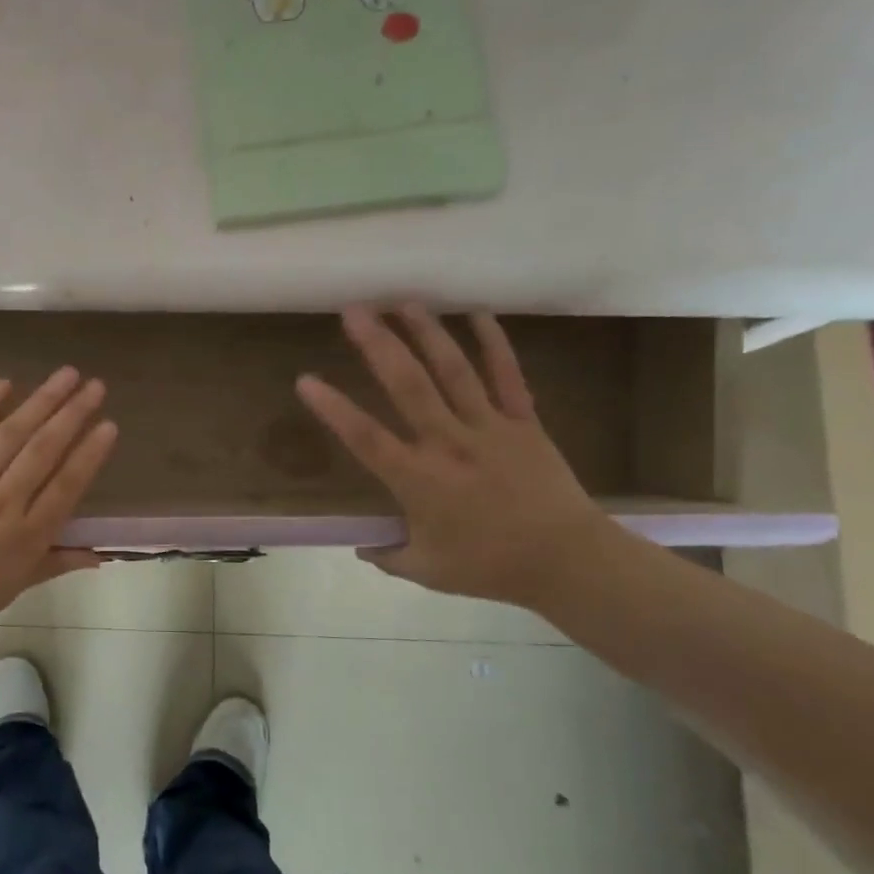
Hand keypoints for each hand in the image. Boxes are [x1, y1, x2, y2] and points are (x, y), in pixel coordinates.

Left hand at [0, 367, 117, 638]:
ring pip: (11, 435)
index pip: (66, 487)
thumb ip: (56, 564)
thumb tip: (99, 557)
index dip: (89, 454)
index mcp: (26, 536)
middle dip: (73, 415)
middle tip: (96, 386)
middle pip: (43, 451)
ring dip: (41, 402)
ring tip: (66, 375)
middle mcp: (3, 502)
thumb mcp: (14, 587)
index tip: (109, 425)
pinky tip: (6, 383)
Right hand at [295, 305, 614, 607]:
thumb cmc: (490, 567)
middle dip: (378, 345)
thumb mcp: (426, 570)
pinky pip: (507, 376)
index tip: (305, 380)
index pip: (365, 437)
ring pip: (453, 371)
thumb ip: (388, 555)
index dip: (333, 408)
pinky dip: (494, 343)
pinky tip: (477, 314)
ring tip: (402, 302)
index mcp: (419, 480)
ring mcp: (489, 428)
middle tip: (354, 311)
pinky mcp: (524, 422)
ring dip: (427, 333)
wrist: (568, 562)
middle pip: (408, 386)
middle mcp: (449, 444)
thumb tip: (362, 546)